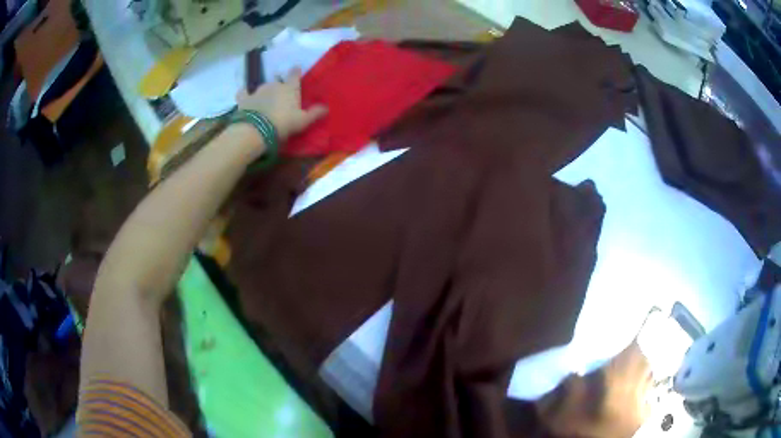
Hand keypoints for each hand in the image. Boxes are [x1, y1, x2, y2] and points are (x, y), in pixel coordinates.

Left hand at [236, 68, 327, 141]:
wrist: (256, 130)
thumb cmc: (283, 123)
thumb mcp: (303, 121)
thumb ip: (315, 113)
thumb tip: (326, 107)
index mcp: (289, 88)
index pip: (294, 75)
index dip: (296, 71)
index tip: (296, 68)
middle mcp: (274, 85)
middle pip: (278, 82)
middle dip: (279, 87)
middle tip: (280, 97)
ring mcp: (257, 90)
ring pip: (263, 87)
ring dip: (265, 92)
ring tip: (265, 101)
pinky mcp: (244, 99)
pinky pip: (244, 92)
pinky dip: (245, 93)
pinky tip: (245, 95)